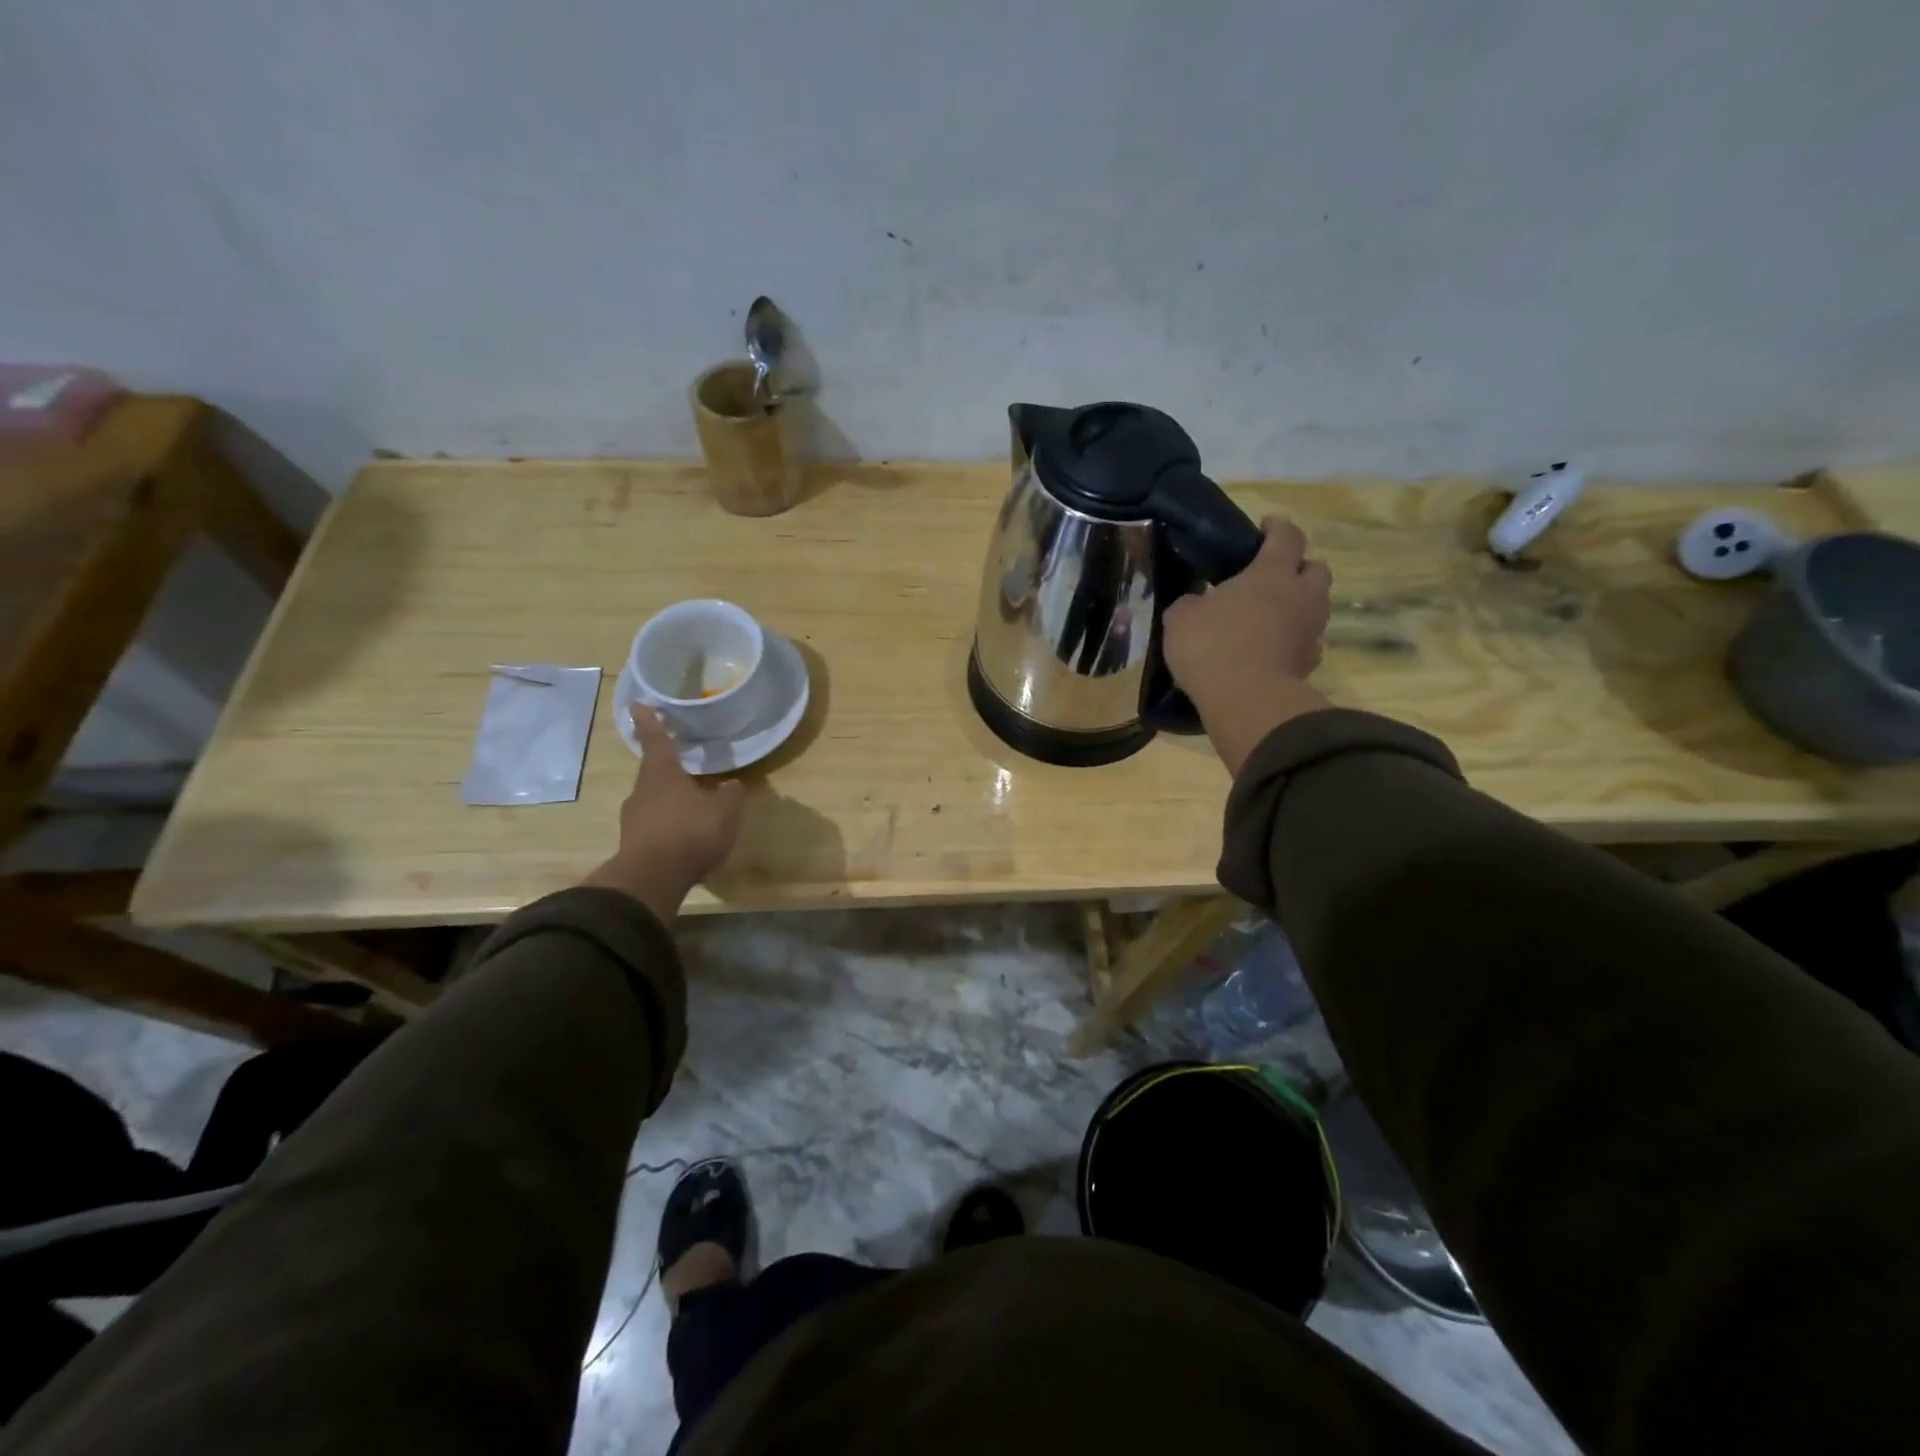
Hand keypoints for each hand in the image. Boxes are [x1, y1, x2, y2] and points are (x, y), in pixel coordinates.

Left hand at [581, 707, 745, 921]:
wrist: (652, 879)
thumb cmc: (690, 831)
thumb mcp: (725, 810)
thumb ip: (731, 794)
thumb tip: (733, 785)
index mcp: (662, 773)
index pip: (655, 739)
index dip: (650, 721)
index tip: (638, 704)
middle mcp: (642, 791)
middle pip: (654, 774)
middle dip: (669, 772)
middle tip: (687, 773)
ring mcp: (633, 820)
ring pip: (653, 803)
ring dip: (670, 804)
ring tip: (693, 812)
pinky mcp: (633, 845)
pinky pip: (654, 829)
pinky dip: (668, 829)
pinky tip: (685, 840)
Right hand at [1162, 515, 1334, 774]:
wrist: (1246, 700)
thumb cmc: (1212, 646)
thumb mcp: (1181, 617)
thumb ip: (1192, 602)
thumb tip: (1198, 600)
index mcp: (1271, 573)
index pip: (1286, 536)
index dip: (1277, 527)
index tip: (1266, 525)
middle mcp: (1301, 596)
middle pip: (1316, 569)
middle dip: (1299, 567)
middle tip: (1274, 576)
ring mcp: (1311, 631)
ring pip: (1315, 606)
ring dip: (1297, 606)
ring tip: (1270, 616)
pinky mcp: (1309, 664)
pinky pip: (1306, 642)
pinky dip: (1292, 640)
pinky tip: (1272, 648)